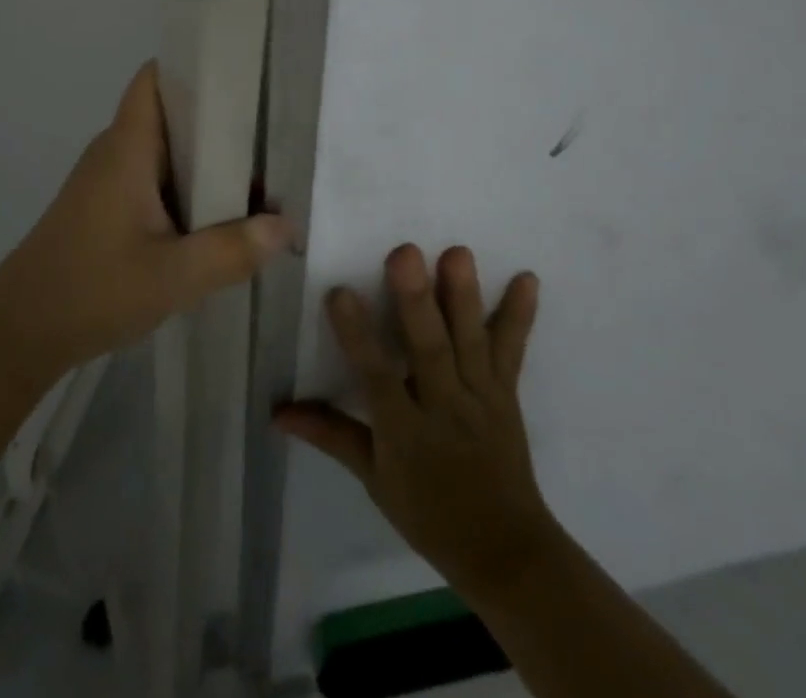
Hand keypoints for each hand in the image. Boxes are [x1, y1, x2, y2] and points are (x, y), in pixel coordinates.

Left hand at [0, 62, 293, 372]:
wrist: (20, 330)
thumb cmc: (91, 290)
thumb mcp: (173, 276)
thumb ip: (232, 249)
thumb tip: (286, 225)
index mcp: (127, 147)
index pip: (155, 78)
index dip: (194, 64)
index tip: (244, 72)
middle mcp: (117, 151)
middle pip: (171, 113)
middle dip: (220, 119)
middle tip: (274, 132)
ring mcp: (110, 179)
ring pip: (166, 151)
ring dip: (208, 160)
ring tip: (263, 172)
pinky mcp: (108, 206)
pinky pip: (157, 179)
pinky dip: (189, 187)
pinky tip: (223, 213)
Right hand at [275, 245, 555, 600]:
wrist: (506, 552)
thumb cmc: (430, 513)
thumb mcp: (374, 479)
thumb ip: (330, 434)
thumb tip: (277, 410)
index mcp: (405, 432)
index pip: (376, 377)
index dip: (358, 337)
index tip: (339, 292)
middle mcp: (444, 408)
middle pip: (430, 351)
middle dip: (417, 302)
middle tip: (405, 253)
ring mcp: (480, 398)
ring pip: (470, 343)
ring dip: (464, 297)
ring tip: (458, 252)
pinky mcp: (506, 393)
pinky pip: (512, 351)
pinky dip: (520, 315)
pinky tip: (528, 279)